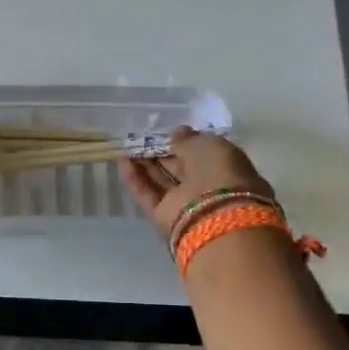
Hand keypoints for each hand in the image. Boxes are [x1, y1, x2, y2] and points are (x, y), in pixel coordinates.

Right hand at [119, 128, 275, 240]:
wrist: (215, 216)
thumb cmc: (219, 173)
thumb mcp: (208, 145)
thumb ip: (189, 139)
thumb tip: (178, 133)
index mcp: (225, 168)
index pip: (202, 153)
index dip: (184, 143)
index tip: (167, 133)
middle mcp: (206, 187)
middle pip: (179, 168)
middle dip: (161, 153)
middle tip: (141, 138)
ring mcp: (184, 203)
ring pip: (162, 181)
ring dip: (145, 164)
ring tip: (127, 146)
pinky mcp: (164, 216)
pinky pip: (148, 194)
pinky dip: (135, 179)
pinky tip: (122, 162)